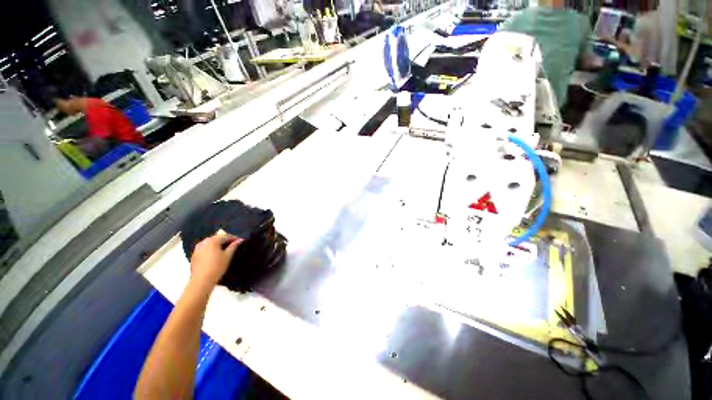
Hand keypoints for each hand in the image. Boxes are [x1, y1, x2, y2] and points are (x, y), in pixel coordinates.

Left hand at [189, 233, 242, 287]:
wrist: (201, 279)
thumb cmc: (216, 268)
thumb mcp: (227, 257)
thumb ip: (233, 247)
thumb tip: (240, 240)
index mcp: (213, 240)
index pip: (225, 236)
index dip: (233, 238)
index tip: (239, 240)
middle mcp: (204, 241)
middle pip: (216, 238)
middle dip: (223, 241)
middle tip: (230, 246)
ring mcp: (198, 247)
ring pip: (209, 243)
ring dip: (215, 245)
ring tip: (221, 251)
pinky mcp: (194, 254)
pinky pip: (203, 249)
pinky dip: (209, 250)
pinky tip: (211, 257)